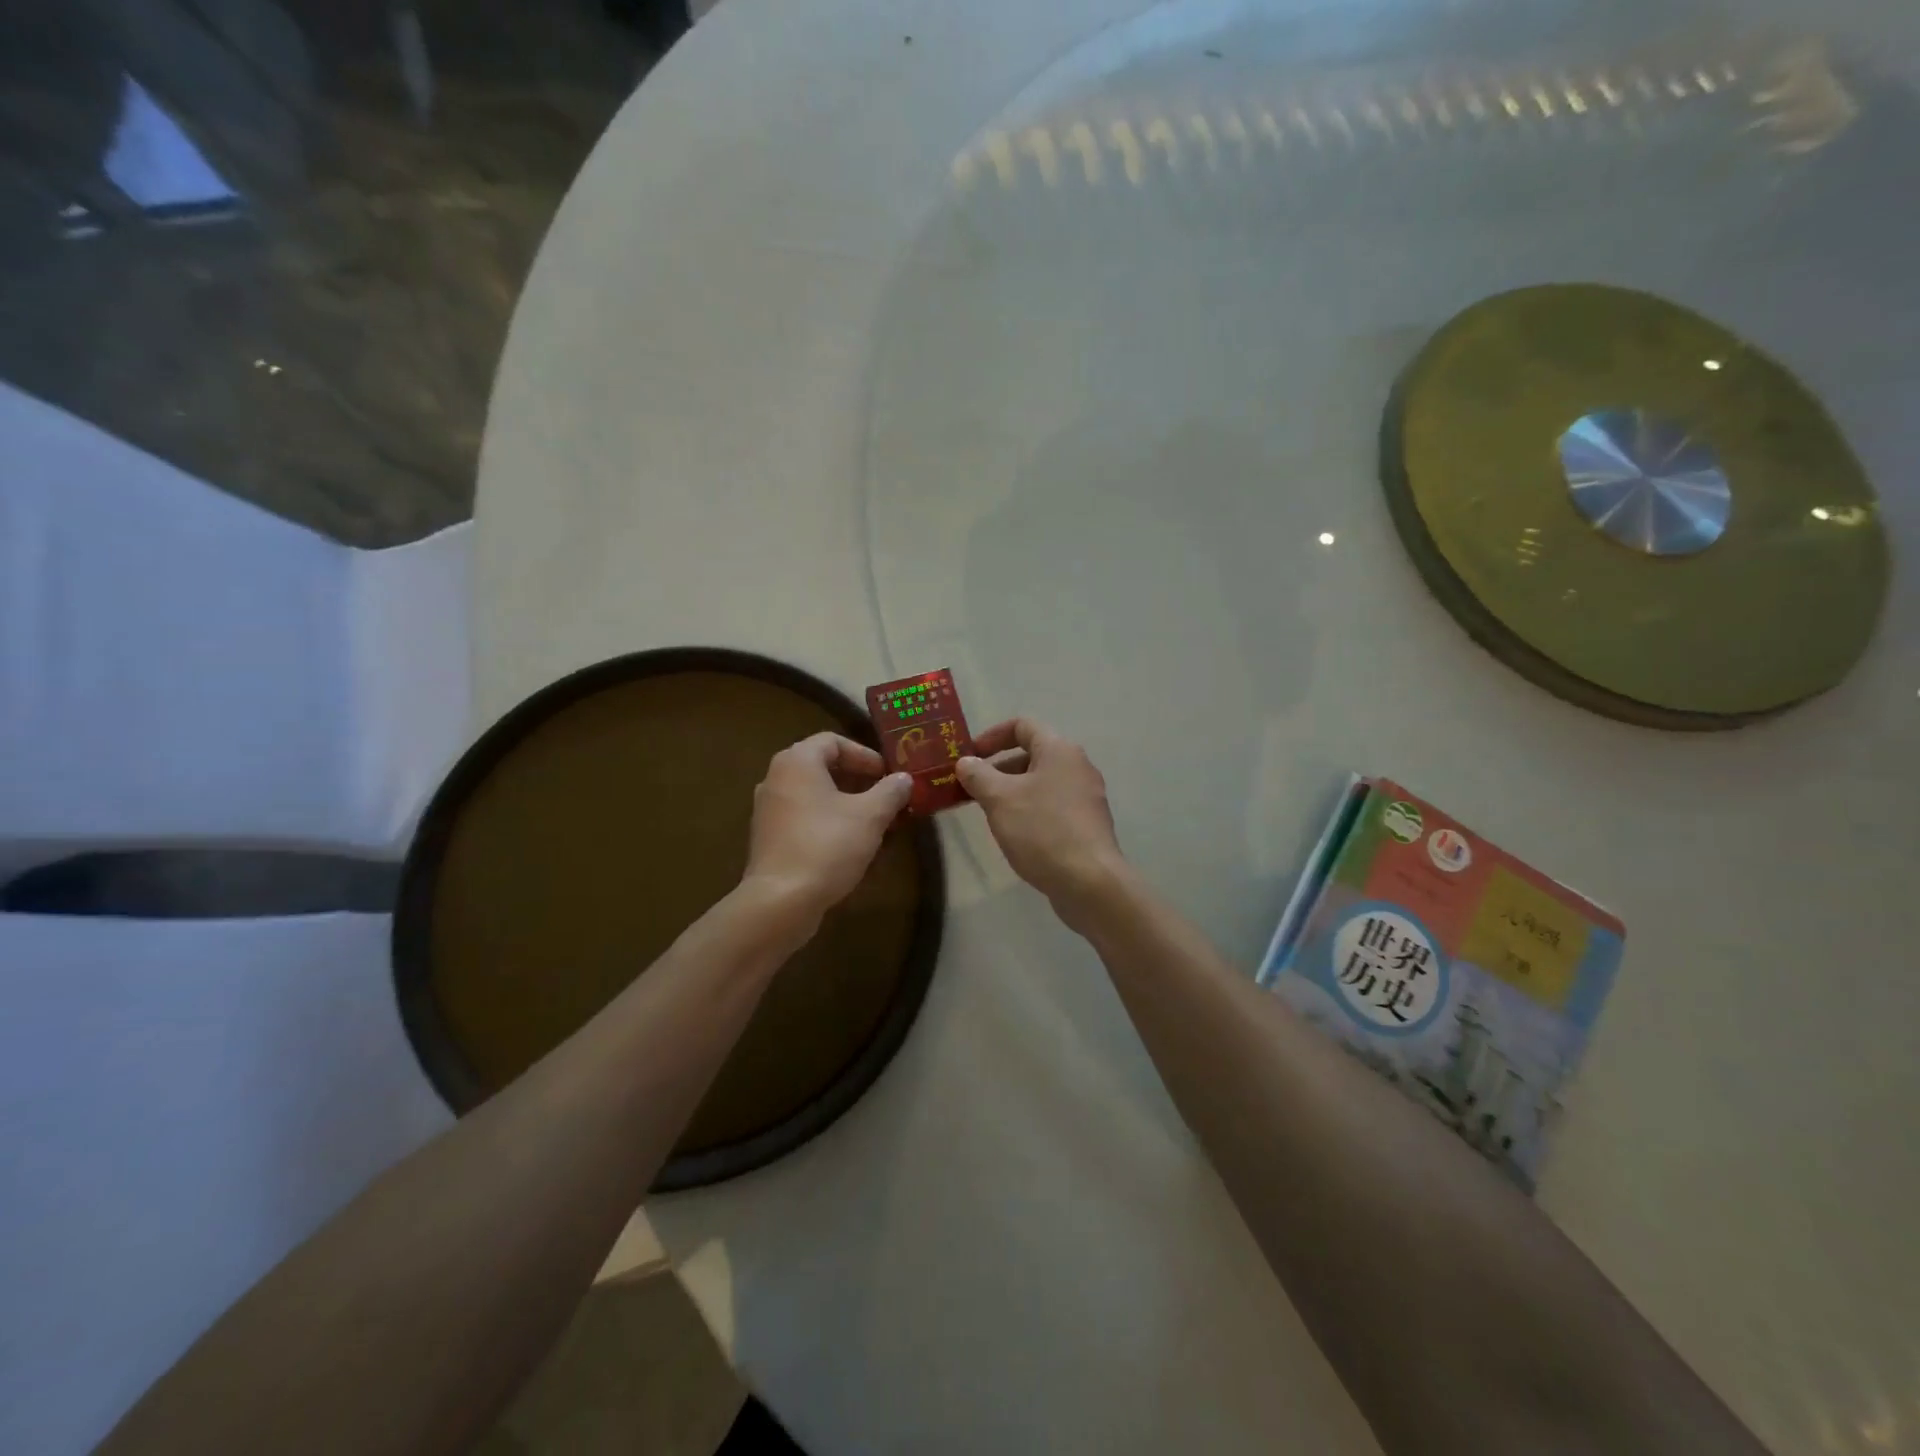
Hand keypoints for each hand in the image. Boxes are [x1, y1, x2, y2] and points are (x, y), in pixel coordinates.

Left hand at [744, 732, 913, 919]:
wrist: (781, 901)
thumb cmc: (827, 846)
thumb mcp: (870, 816)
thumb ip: (890, 792)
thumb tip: (904, 779)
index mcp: (797, 762)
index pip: (833, 741)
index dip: (865, 754)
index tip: (888, 775)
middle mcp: (776, 778)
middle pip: (822, 767)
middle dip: (858, 781)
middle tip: (886, 798)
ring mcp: (768, 810)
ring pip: (814, 795)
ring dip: (845, 804)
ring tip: (874, 823)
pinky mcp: (768, 838)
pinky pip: (803, 818)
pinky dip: (828, 822)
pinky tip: (850, 845)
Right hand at [956, 719, 1129, 923]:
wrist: (1089, 882)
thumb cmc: (1042, 830)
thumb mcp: (999, 799)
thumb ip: (978, 775)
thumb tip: (966, 762)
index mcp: (1059, 750)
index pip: (1023, 725)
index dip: (992, 735)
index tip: (970, 756)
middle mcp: (1078, 766)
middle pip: (1032, 754)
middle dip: (998, 768)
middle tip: (973, 789)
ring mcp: (1086, 796)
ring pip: (1042, 782)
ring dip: (1012, 791)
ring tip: (989, 813)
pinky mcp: (1088, 824)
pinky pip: (1053, 805)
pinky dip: (1030, 809)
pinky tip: (1016, 834)